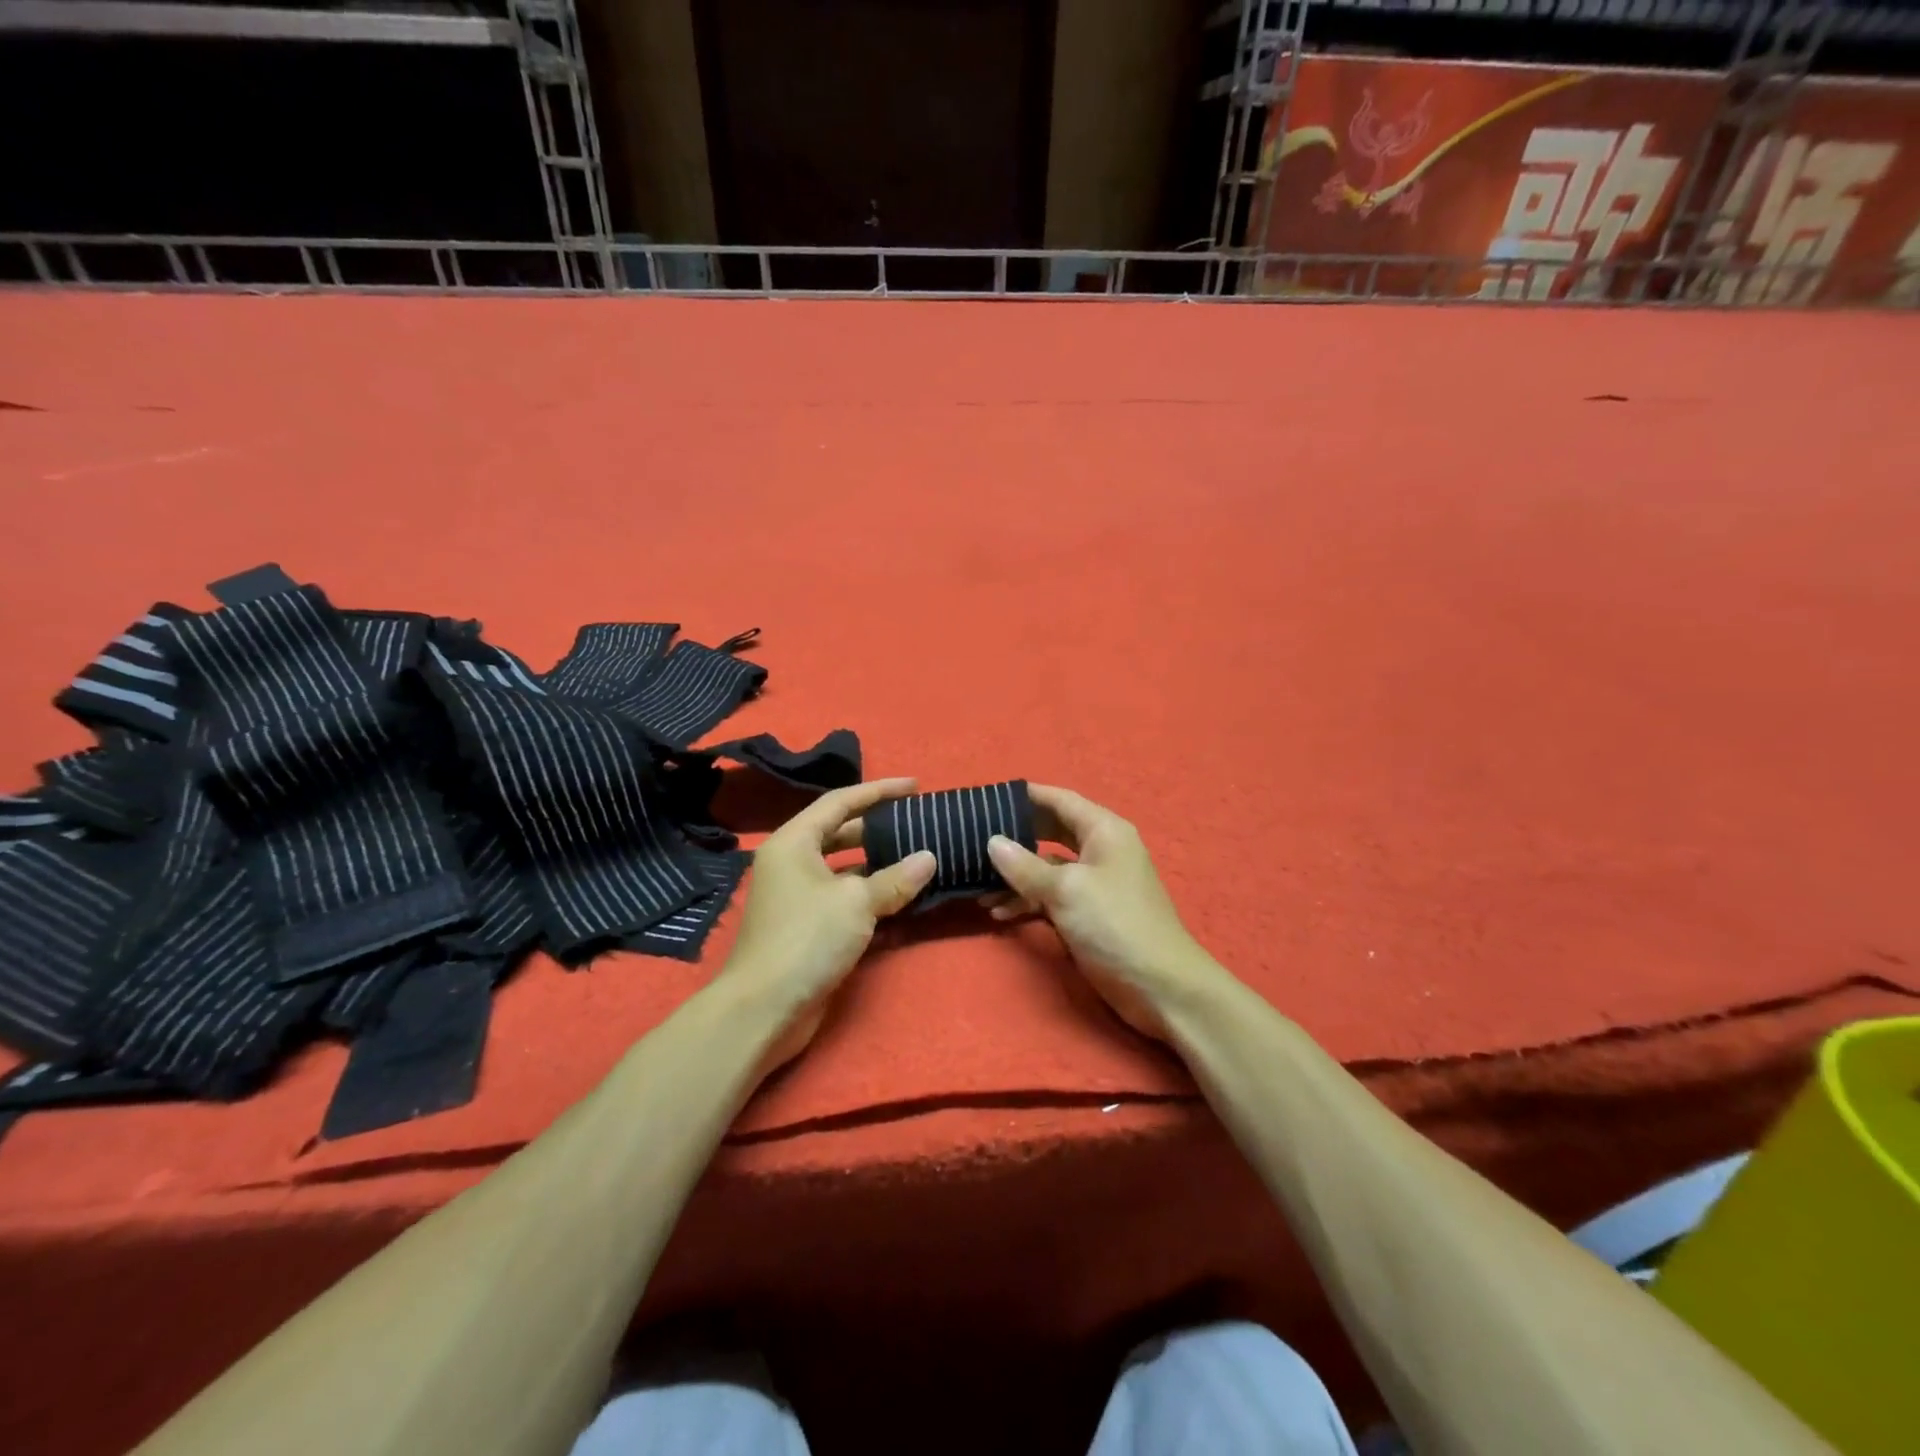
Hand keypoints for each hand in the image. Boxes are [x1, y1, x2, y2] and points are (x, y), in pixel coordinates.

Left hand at [720, 777, 936, 1074]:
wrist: (763, 1009)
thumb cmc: (806, 939)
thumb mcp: (856, 902)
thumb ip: (895, 878)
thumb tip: (928, 859)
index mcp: (794, 842)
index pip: (840, 802)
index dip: (879, 790)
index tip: (915, 786)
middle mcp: (792, 863)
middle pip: (841, 833)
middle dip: (880, 827)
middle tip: (919, 823)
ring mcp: (798, 897)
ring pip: (845, 869)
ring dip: (879, 865)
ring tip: (918, 857)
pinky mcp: (807, 927)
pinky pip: (844, 899)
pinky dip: (871, 896)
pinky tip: (903, 899)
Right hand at [986, 784, 1223, 1041]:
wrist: (1161, 987)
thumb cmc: (1115, 925)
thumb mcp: (1066, 890)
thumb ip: (1025, 865)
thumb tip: (992, 841)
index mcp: (1104, 831)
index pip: (1059, 799)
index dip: (1025, 796)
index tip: (987, 797)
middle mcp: (1100, 850)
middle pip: (1051, 831)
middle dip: (1015, 836)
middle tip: (973, 836)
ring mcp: (1094, 884)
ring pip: (1047, 867)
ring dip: (1016, 875)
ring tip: (976, 883)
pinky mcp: (1088, 914)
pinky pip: (1051, 896)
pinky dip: (1027, 901)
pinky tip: (998, 912)